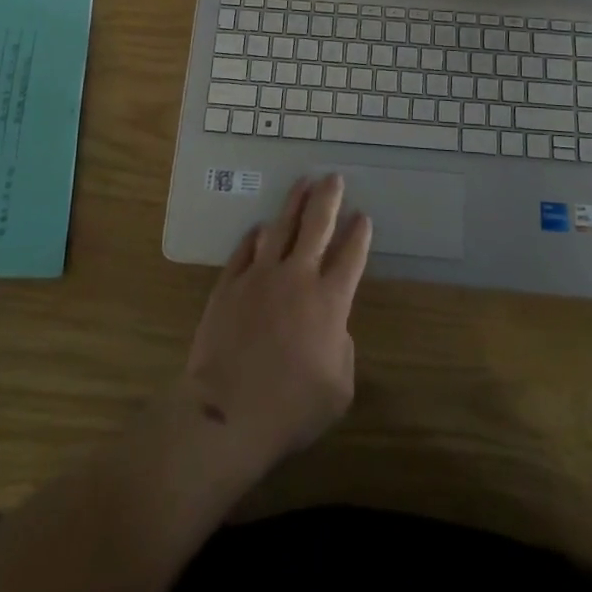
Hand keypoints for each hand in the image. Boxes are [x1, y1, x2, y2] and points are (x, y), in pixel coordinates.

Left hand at [180, 175, 372, 480]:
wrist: (228, 413)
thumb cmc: (290, 410)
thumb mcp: (338, 390)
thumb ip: (342, 351)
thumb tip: (333, 329)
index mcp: (329, 302)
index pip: (350, 256)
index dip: (359, 233)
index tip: (363, 215)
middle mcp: (297, 278)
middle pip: (317, 226)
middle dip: (328, 199)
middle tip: (334, 178)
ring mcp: (260, 276)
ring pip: (281, 226)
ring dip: (294, 202)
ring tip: (303, 182)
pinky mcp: (230, 284)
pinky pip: (245, 249)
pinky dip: (256, 236)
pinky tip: (261, 227)